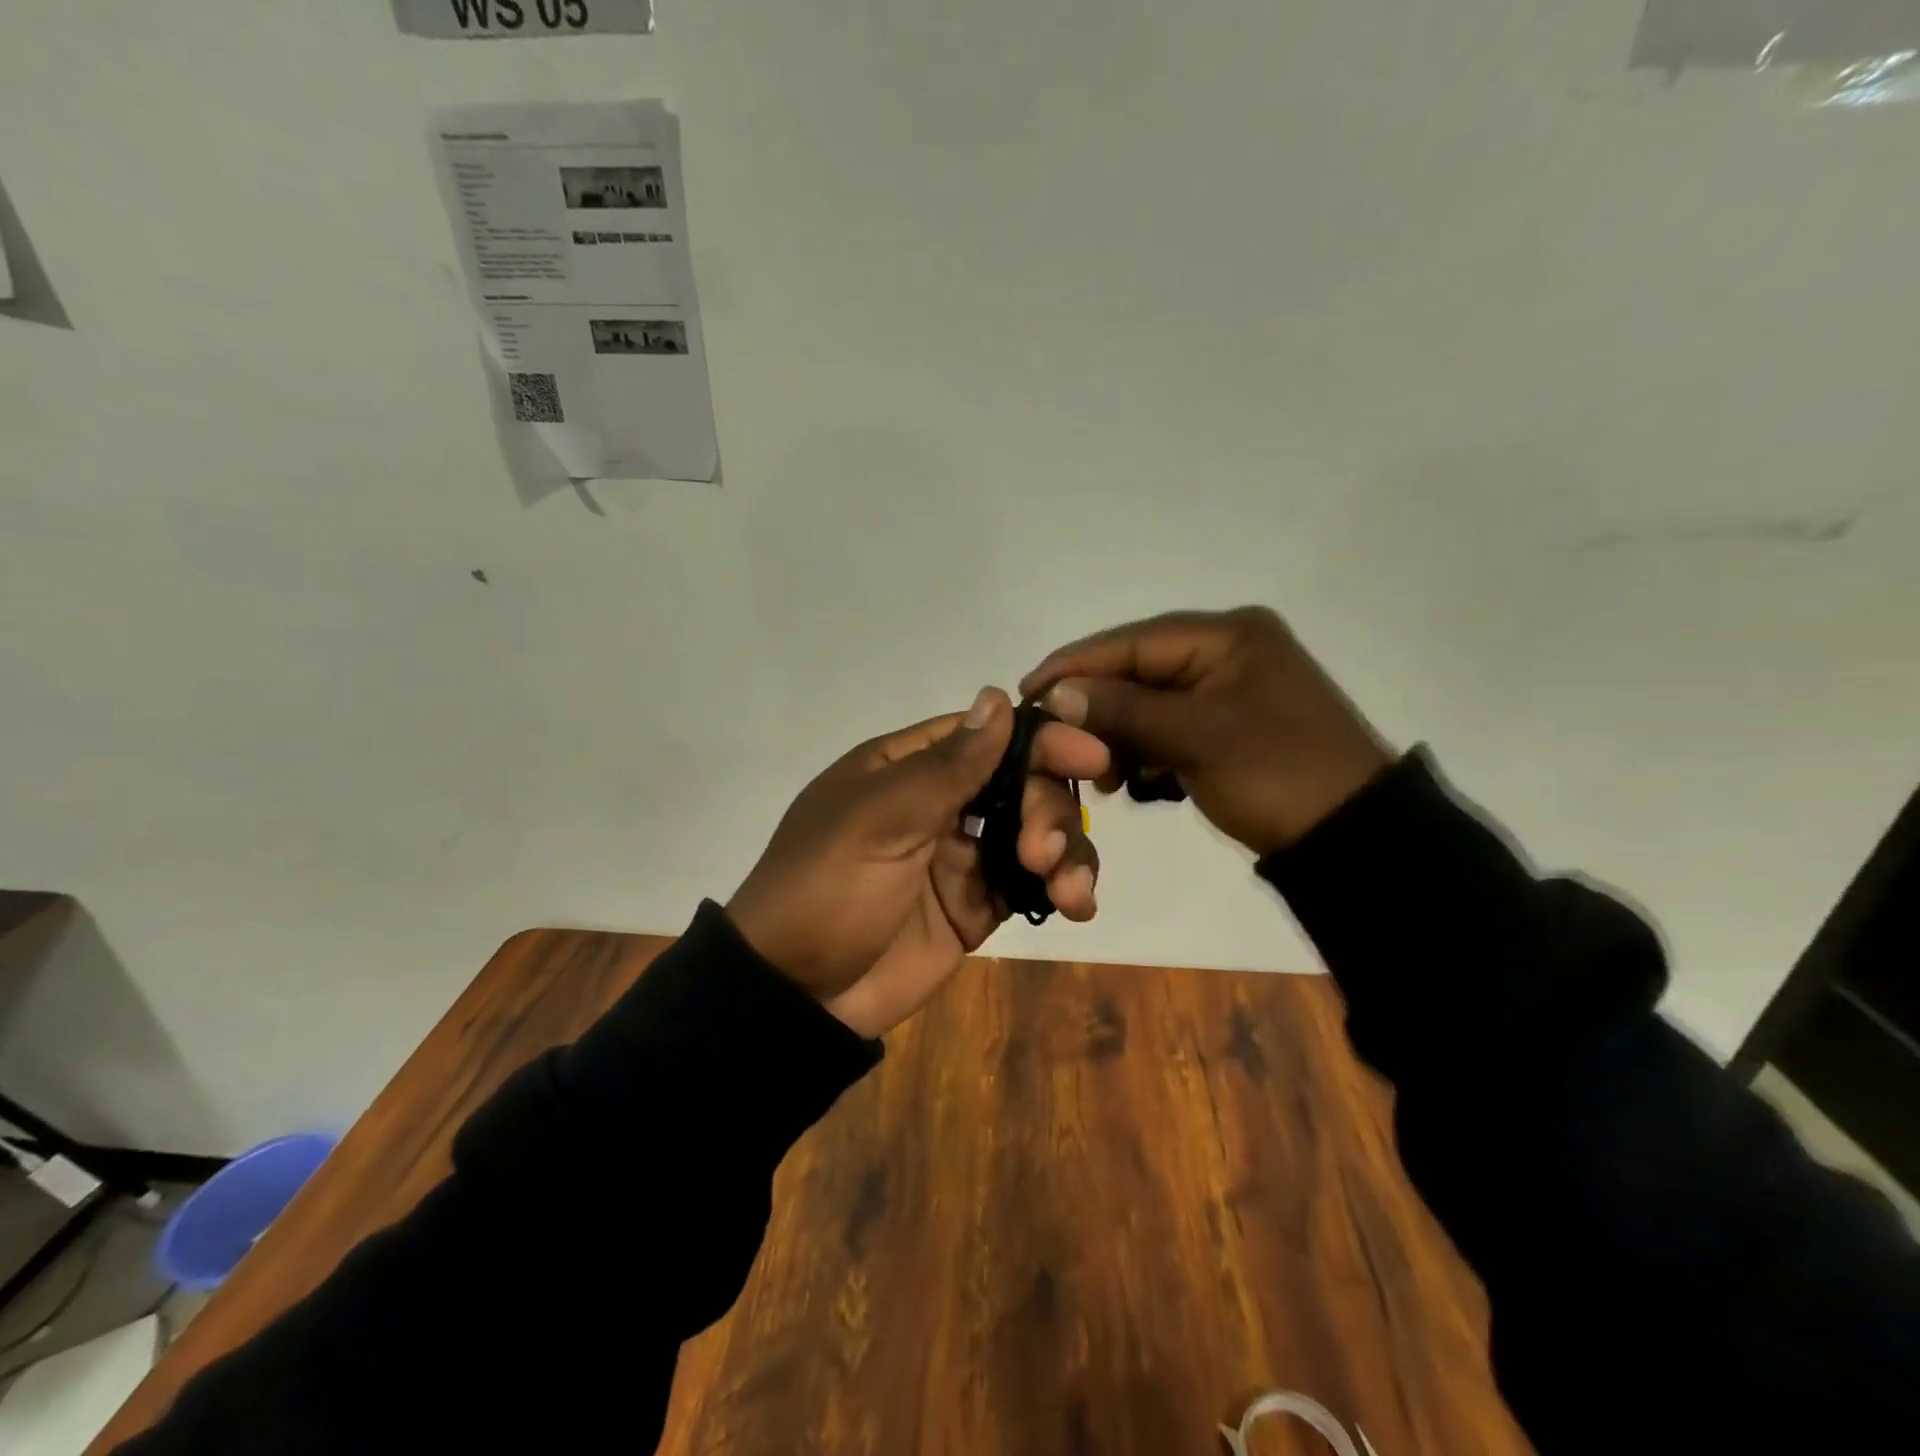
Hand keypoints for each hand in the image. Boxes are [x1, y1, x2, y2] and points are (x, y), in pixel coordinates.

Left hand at [727, 688, 1108, 1037]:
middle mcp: (941, 803)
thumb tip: (997, 697)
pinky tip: (1075, 906)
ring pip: (1037, 833)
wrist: (797, 993)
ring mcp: (961, 856)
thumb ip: (947, 766)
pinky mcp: (977, 906)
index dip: (1041, 740)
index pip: (988, 736)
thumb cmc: (827, 888)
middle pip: (1023, 783)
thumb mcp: (878, 818)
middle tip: (1042, 852)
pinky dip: (1061, 889)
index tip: (1090, 756)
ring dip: (1066, 852)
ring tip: (1069, 892)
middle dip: (1049, 810)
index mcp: (909, 768)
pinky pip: (1031, 885)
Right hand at [1019, 607, 1392, 857]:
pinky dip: (1145, 753)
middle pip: (1137, 673)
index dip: (1076, 666)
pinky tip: (1131, 781)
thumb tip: (1055, 694)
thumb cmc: (1276, 775)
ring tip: (1102, 775)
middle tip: (1060, 746)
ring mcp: (1228, 693)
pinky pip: (1168, 730)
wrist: (1353, 840)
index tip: (1026, 692)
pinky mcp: (1227, 729)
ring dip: (1119, 737)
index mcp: (1227, 637)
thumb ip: (1122, 710)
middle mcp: (1226, 653)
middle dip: (1097, 710)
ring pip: (1148, 705)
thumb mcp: (1195, 738)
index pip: (1132, 642)